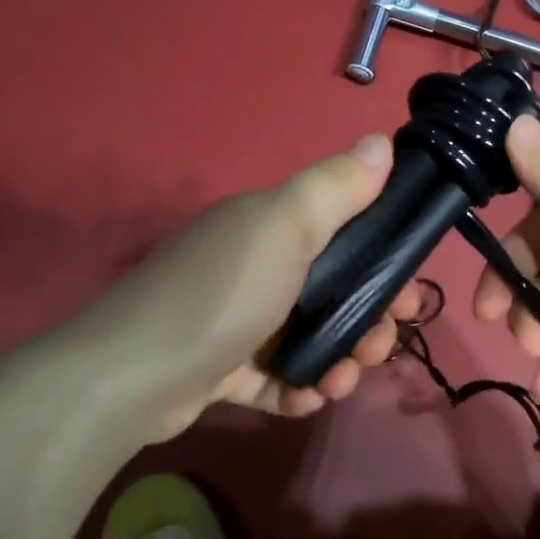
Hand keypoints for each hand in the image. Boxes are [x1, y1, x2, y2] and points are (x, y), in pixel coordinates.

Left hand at [94, 134, 424, 440]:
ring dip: (339, 362)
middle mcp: (257, 267)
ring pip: (312, 338)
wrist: (129, 378)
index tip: (410, 296)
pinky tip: (306, 399)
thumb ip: (335, 188)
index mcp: (271, 227)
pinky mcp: (225, 368)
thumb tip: (382, 140)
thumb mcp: (283, 229)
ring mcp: (240, 320)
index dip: (385, 261)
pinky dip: (297, 388)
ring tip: (339, 384)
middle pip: (335, 292)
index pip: (346, 233)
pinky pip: (277, 376)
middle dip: (369, 322)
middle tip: (377, 350)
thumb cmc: (220, 294)